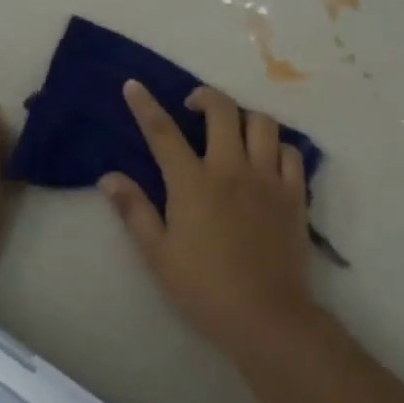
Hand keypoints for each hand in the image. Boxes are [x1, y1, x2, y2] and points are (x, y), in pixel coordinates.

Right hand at [100, 81, 317, 358]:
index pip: (163, 132)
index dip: (145, 105)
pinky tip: (267, 157)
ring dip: (244, 117)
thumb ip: (134, 211)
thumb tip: (108, 177)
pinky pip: (291, 152)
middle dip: (205, 97)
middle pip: (222, 111)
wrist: (266, 317)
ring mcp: (267, 178)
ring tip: (234, 129)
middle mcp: (231, 168)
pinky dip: (278, 146)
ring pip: (262, 123)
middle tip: (193, 106)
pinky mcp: (294, 193)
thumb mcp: (158, 255)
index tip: (134, 85)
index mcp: (193, 183)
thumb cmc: (204, 289)